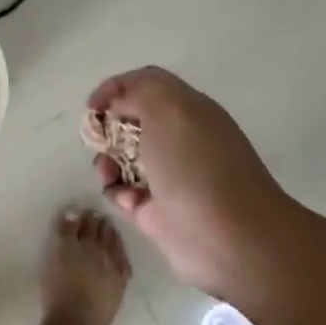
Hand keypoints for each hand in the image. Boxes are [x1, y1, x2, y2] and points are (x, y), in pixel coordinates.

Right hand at [87, 67, 298, 299]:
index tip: (94, 106)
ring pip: (122, 158)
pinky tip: (128, 200)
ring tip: (107, 173)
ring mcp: (167, 177)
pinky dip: (117, 193)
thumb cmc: (197, 166)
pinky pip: (123, 193)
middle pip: (131, 121)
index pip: (147, 84)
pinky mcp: (156, 211)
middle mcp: (178, 140)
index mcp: (188, 110)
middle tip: (97, 138)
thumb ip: (137, 92)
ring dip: (106, 161)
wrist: (231, 240)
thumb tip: (118, 104)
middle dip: (108, 127)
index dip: (117, 88)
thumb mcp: (168, 109)